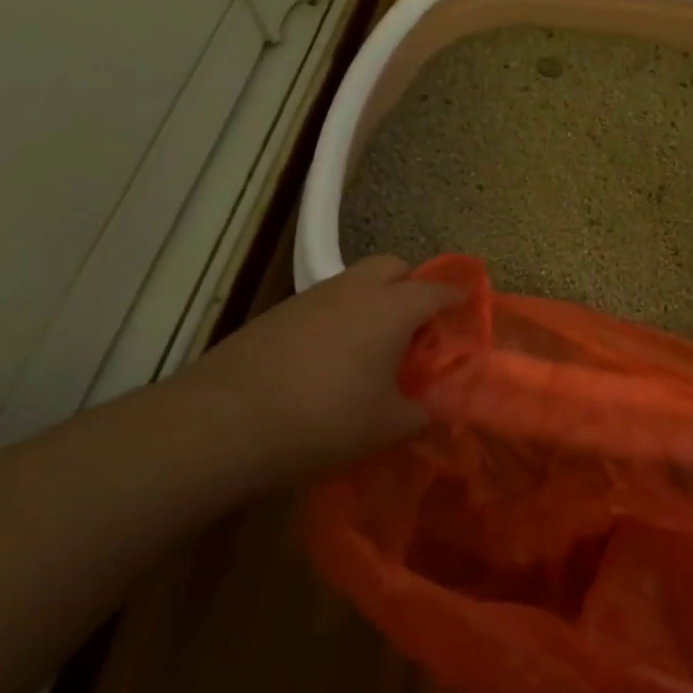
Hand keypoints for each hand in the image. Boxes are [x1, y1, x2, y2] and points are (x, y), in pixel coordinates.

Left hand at [176, 255, 463, 480]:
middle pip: (392, 266)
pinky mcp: (278, 312)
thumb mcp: (385, 426)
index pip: (435, 290)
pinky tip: (328, 357)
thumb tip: (431, 410)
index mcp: (392, 308)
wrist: (227, 419)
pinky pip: (324, 302)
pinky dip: (338, 317)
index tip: (466, 303)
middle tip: (414, 324)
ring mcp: (312, 296)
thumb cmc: (325, 418)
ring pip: (354, 282)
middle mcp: (355, 289)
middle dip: (409, 285)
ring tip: (371, 345)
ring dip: (371, 300)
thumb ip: (419, 414)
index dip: (454, 296)